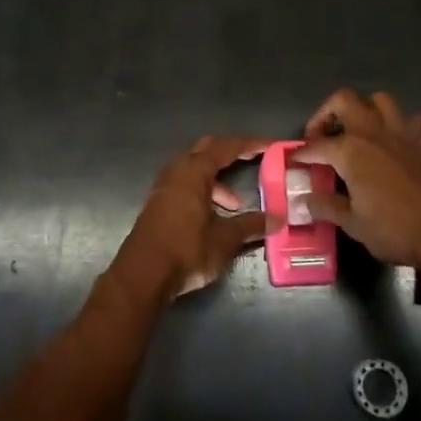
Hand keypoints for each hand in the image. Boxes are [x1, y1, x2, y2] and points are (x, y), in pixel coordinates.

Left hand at [110, 135, 272, 304]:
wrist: (143, 275)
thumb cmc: (186, 250)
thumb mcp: (225, 239)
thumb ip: (251, 225)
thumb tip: (277, 219)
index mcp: (194, 171)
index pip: (227, 147)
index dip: (250, 144)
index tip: (271, 145)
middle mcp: (177, 171)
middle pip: (207, 150)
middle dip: (231, 152)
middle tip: (254, 158)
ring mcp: (164, 187)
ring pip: (195, 170)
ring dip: (217, 179)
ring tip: (235, 205)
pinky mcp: (159, 204)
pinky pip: (186, 185)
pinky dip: (204, 192)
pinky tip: (214, 216)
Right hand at [293, 90, 420, 275]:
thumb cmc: (395, 231)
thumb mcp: (353, 225)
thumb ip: (327, 207)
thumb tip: (305, 200)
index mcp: (350, 151)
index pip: (316, 146)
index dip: (302, 154)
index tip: (295, 162)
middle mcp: (375, 133)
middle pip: (345, 100)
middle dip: (328, 112)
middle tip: (324, 136)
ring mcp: (406, 134)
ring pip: (383, 101)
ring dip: (369, 110)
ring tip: (362, 130)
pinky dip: (420, 122)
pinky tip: (411, 135)